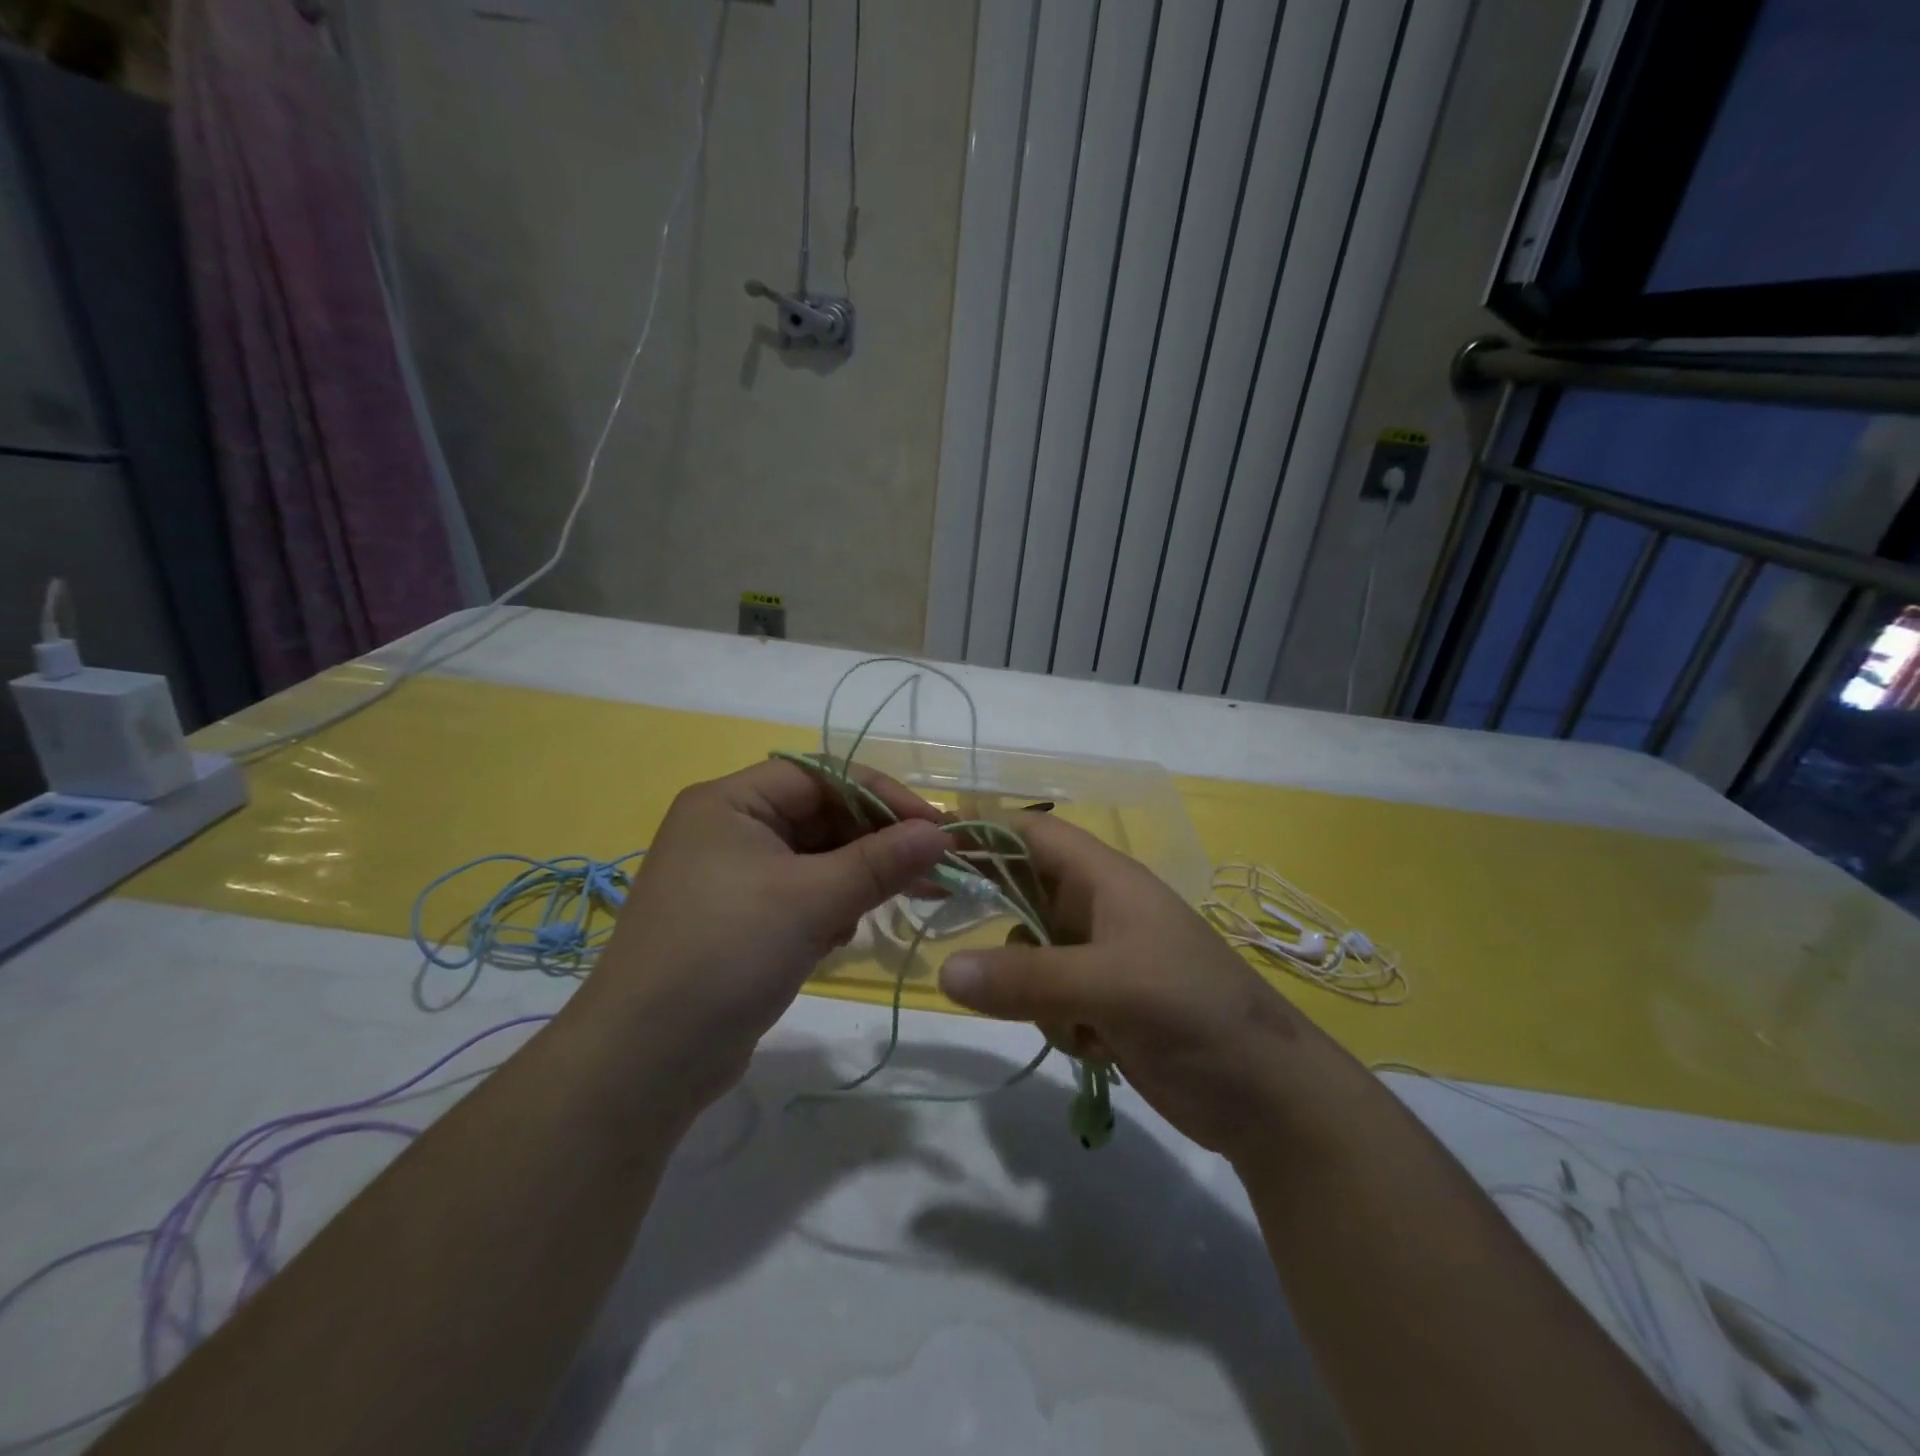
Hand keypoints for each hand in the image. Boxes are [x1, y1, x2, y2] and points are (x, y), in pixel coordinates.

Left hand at [572, 759, 949, 1108]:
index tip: (936, 828)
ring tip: (892, 903)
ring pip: (815, 858)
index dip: (883, 795)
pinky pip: (800, 894)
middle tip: (931, 871)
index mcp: (731, 801)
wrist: (643, 1062)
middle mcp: (729, 828)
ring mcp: (732, 876)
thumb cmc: (725, 955)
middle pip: (821, 815)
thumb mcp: (811, 901)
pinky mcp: (739, 919)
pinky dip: (830, 906)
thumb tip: (941, 832)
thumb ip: (881, 862)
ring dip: (856, 877)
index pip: (823, 775)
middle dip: (875, 843)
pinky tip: (841, 935)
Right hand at [936, 815, 1367, 1168]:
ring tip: (1070, 1020)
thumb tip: (944, 971)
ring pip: (1029, 954)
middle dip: (997, 918)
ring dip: (1029, 987)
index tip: (927, 842)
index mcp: (1106, 880)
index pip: (1033, 833)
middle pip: (1023, 892)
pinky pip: (1048, 998)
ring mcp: (1100, 959)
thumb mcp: (1110, 986)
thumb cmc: (1195, 1013)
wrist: (1266, 1098)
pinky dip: (1056, 1021)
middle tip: (952, 938)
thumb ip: (1026, 977)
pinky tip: (1095, 1046)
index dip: (984, 829)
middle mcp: (1098, 911)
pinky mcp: (1103, 1004)